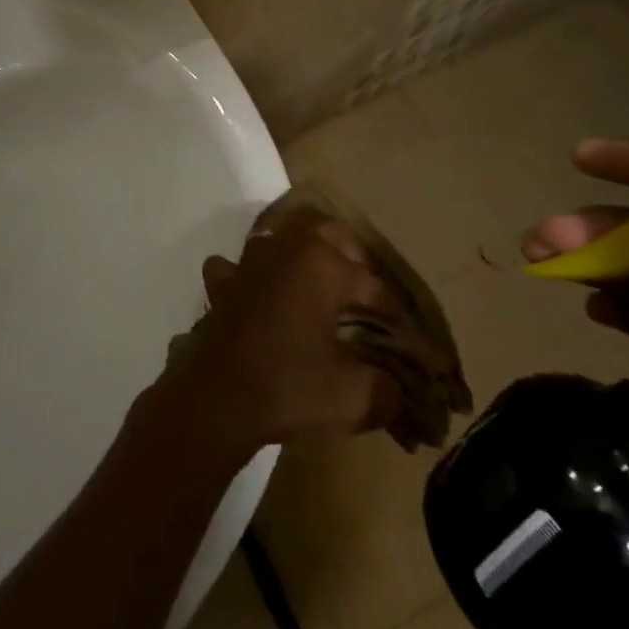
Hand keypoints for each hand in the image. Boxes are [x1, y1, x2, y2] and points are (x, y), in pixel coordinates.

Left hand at [158, 205, 400, 459]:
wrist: (218, 395)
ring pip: (282, 232)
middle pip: (329, 233)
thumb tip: (398, 389)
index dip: (394, 314)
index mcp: (323, 265)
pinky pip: (240, 262)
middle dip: (354, 256)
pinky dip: (253, 269)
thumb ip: (386, 388)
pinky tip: (260, 286)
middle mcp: (286, 248)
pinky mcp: (224, 280)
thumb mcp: (354, 396)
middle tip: (370, 289)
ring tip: (321, 272)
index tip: (409, 338)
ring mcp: (250, 260)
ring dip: (303, 246)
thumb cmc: (290, 385)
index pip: (372, 285)